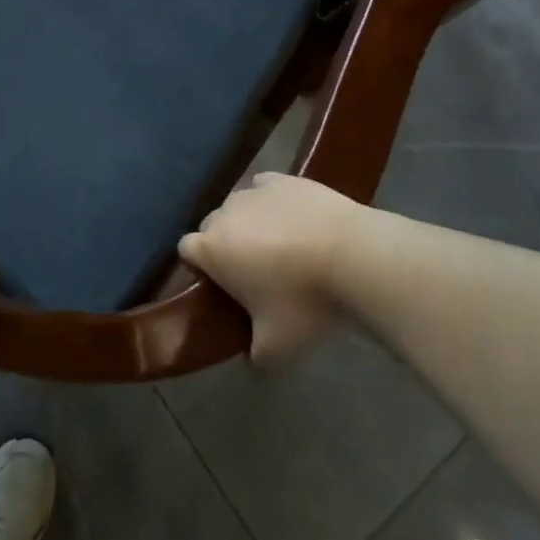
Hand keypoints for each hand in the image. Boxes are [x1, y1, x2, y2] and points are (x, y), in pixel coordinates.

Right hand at [182, 173, 370, 363]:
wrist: (354, 255)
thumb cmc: (304, 301)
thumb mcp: (277, 347)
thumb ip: (256, 355)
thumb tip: (254, 360)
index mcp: (211, 249)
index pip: (186, 250)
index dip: (201, 267)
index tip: (221, 285)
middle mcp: (225, 212)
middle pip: (212, 226)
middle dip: (225, 244)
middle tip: (253, 272)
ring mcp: (255, 191)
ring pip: (240, 206)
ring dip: (250, 223)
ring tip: (281, 246)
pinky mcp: (285, 178)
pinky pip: (266, 188)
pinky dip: (273, 203)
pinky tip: (294, 219)